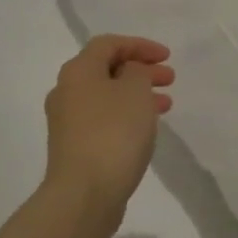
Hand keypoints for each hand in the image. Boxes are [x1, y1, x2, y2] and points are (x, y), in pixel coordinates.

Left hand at [42, 35, 174, 229]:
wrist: (84, 194)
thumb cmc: (113, 133)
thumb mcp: (135, 91)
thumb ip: (137, 72)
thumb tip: (129, 74)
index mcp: (78, 71)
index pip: (109, 44)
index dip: (140, 45)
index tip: (167, 57)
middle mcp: (67, 91)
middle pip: (107, 69)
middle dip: (141, 70)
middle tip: (170, 79)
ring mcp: (68, 122)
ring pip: (107, 96)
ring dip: (137, 94)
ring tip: (166, 105)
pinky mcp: (74, 147)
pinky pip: (104, 119)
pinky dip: (127, 116)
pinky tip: (145, 128)